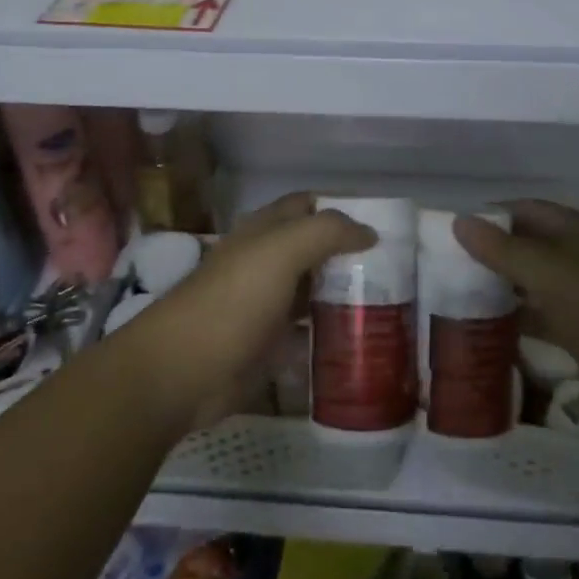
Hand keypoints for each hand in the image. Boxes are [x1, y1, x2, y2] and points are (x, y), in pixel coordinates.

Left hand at [126, 193, 373, 435]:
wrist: (181, 371)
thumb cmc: (232, 301)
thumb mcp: (281, 252)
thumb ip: (327, 232)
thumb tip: (369, 231)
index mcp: (264, 231)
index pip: (307, 206)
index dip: (341, 208)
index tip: (383, 225)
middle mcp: (266, 262)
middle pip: (314, 249)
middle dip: (350, 254)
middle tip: (396, 269)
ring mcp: (266, 305)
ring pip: (313, 290)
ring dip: (344, 294)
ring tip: (391, 304)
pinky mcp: (267, 345)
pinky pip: (307, 332)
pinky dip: (331, 333)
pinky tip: (362, 340)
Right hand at [454, 200, 578, 430]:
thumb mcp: (550, 274)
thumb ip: (503, 250)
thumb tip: (459, 222)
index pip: (528, 210)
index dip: (492, 215)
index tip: (453, 230)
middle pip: (530, 244)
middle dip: (492, 251)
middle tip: (447, 264)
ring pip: (533, 281)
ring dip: (502, 285)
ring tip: (458, 293)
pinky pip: (541, 314)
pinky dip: (517, 317)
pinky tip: (485, 327)